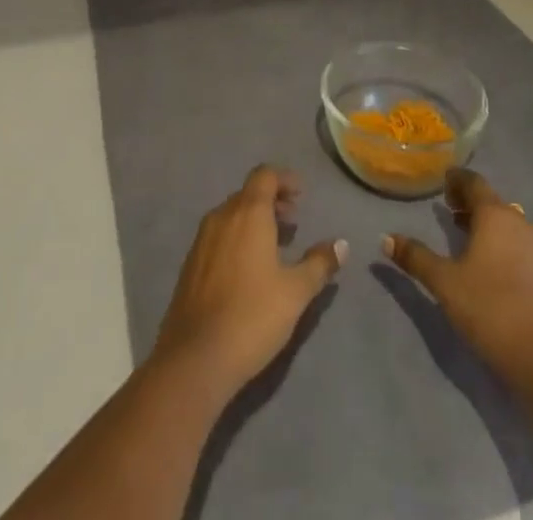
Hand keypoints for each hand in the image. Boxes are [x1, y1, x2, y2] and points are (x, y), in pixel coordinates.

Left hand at [152, 165, 346, 394]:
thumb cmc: (253, 316)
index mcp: (247, 213)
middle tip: (293, 219)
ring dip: (254, 219)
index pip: (264, 175)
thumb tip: (341, 244)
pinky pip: (218, 235)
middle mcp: (222, 216)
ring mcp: (202, 239)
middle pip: (248, 193)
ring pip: (231, 214)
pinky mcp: (190, 263)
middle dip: (271, 200)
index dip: (284, 179)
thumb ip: (319, 263)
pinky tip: (248, 266)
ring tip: (275, 243)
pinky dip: (237, 236)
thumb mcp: (295, 292)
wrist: (196, 357)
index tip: (301, 193)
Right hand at [383, 167, 532, 397]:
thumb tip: (385, 238)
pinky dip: (498, 240)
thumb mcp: (443, 281)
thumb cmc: (488, 306)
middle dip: (468, 201)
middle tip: (447, 207)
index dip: (456, 179)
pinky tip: (484, 261)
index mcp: (494, 213)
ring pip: (505, 222)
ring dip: (483, 222)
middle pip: (491, 200)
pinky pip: (515, 242)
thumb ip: (415, 257)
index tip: (442, 183)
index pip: (474, 182)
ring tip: (462, 232)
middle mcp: (517, 221)